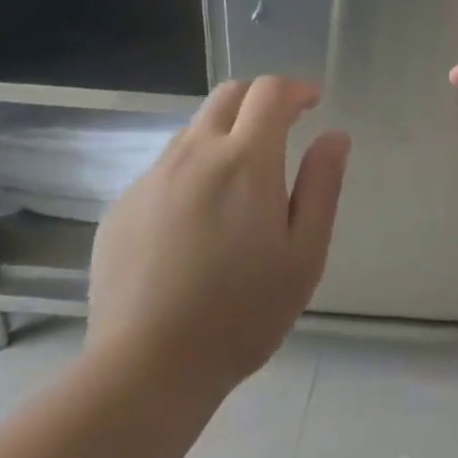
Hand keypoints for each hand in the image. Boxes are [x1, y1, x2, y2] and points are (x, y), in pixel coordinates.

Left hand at [87, 78, 348, 394]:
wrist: (146, 369)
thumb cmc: (242, 312)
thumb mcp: (304, 253)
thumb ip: (322, 185)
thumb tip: (334, 136)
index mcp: (245, 160)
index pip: (269, 92)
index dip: (295, 88)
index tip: (312, 102)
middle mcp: (194, 154)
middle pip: (228, 95)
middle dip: (260, 99)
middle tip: (282, 127)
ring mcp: (152, 178)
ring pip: (194, 130)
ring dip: (225, 134)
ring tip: (241, 180)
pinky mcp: (123, 206)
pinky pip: (165, 169)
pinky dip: (193, 171)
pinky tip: (197, 221)